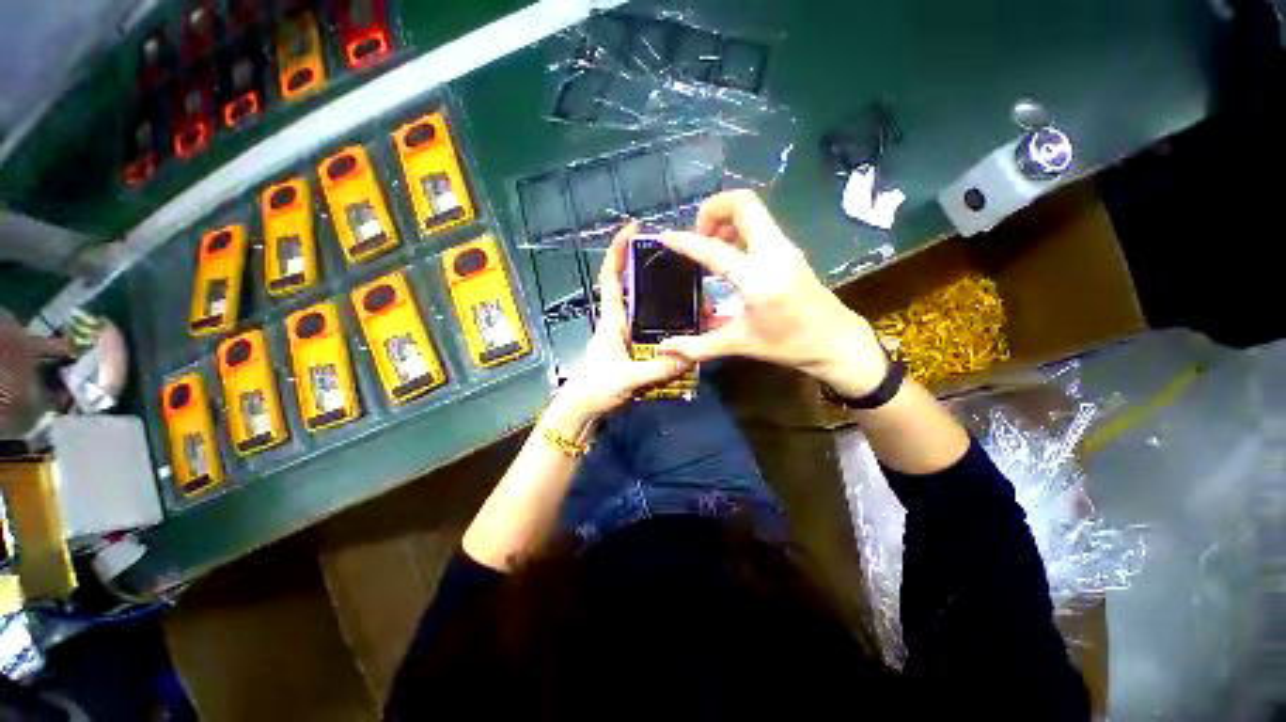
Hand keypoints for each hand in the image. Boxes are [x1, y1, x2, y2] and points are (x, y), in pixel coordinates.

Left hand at [548, 222, 692, 430]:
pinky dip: (670, 327)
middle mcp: (620, 322)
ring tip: (695, 298)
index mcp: (612, 319)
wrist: (582, 411)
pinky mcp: (634, 350)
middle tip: (684, 268)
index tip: (634, 229)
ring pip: (648, 310)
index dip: (618, 251)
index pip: (611, 277)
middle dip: (655, 273)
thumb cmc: (594, 389)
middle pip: (635, 288)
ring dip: (667, 302)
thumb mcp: (626, 378)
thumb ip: (657, 369)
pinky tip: (689, 329)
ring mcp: (627, 336)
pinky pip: (654, 331)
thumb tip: (689, 355)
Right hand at [657, 190, 887, 395]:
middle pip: (743, 203)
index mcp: (757, 278)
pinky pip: (761, 223)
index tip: (665, 237)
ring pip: (753, 210)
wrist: (835, 341)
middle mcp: (773, 252)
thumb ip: (698, 346)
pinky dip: (739, 227)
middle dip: (713, 209)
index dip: (685, 241)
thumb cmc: (788, 345)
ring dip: (726, 217)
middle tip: (698, 233)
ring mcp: (785, 247)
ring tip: (711, 243)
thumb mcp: (740, 344)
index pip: (713, 249)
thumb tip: (664, 348)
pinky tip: (729, 252)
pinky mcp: (790, 249)